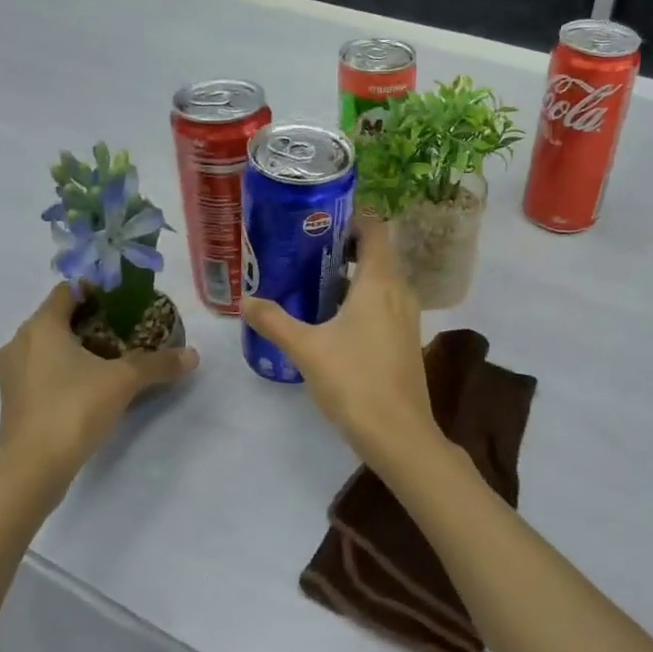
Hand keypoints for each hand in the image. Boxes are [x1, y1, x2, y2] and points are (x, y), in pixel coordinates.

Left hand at [0, 284, 197, 484]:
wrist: (32, 469)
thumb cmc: (74, 408)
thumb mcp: (124, 381)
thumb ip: (158, 363)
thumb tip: (193, 355)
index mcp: (42, 326)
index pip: (68, 290)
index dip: (96, 289)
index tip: (124, 300)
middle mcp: (20, 342)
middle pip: (58, 317)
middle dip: (90, 319)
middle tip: (124, 327)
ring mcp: (11, 373)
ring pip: (47, 345)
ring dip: (75, 345)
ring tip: (110, 356)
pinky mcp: (13, 399)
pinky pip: (41, 370)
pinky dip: (63, 368)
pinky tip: (89, 384)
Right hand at [242, 218, 444, 478]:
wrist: (399, 434)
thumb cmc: (354, 381)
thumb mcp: (306, 349)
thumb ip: (274, 321)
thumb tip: (245, 300)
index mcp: (379, 282)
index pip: (375, 229)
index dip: (352, 217)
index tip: (320, 219)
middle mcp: (399, 291)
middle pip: (376, 253)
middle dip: (344, 247)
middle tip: (306, 249)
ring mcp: (407, 316)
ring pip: (381, 280)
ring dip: (352, 275)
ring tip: (313, 280)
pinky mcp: (406, 339)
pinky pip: (385, 303)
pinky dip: (362, 299)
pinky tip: (334, 318)